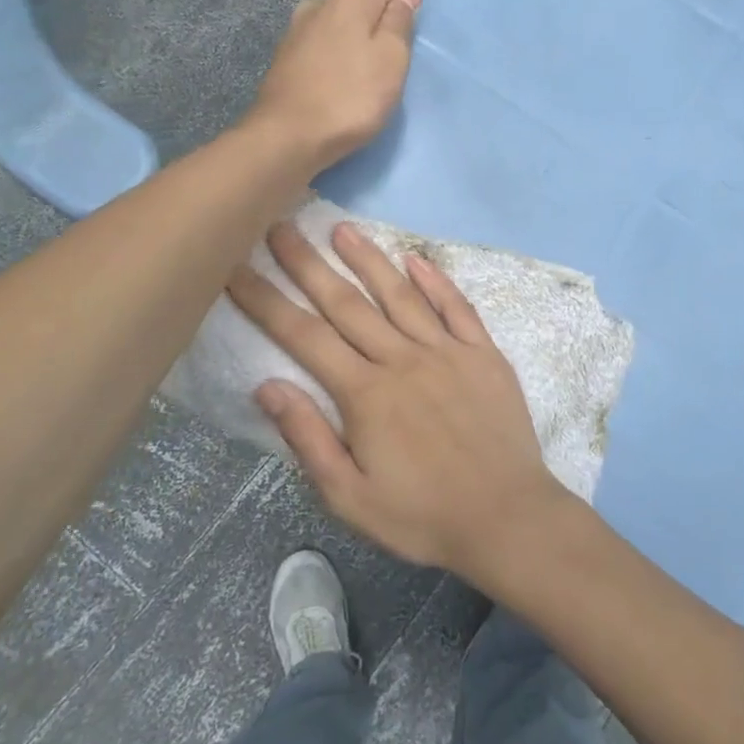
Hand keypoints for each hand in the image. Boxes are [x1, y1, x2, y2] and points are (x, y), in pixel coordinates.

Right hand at [226, 221, 571, 581]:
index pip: (304, 336)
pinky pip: (457, 307)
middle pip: (346, 303)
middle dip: (308, 264)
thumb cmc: (422, 515)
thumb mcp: (351, 497)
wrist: (507, 516)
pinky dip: (436, 280)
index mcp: (365, 394)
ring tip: (342, 228)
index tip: (236, 268)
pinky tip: (416, 258)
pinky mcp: (483, 353)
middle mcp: (402, 359)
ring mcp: (447, 351)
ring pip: (400, 295)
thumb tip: (267, 385)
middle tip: (281, 227)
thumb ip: (308, 438)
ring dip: (368, 259)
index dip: (266, 300)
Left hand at [246, 0, 422, 169]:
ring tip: (388, 44)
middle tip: (419, 16)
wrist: (286, 139)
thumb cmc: (349, 97)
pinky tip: (354, 63)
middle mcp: (322, 3)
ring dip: (366, 25)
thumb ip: (400, 21)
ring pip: (345, 17)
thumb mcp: (390, 60)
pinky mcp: (289, 56)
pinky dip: (347, 44)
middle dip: (391, 0)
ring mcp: (300, 29)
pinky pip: (330, 39)